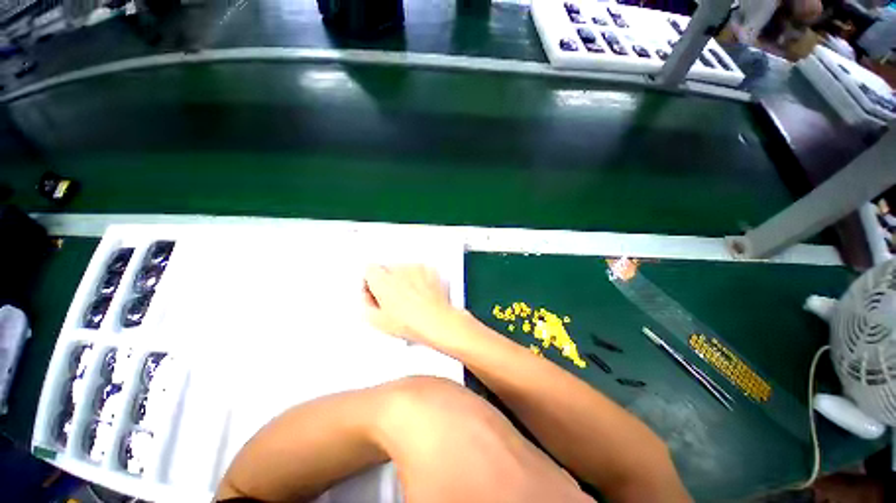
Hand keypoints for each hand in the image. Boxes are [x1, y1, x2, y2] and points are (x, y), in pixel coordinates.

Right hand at [363, 265, 456, 344]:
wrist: (436, 321)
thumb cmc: (411, 322)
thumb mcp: (377, 321)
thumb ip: (366, 304)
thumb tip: (368, 299)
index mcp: (381, 279)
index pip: (369, 270)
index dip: (370, 281)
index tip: (374, 290)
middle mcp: (398, 269)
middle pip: (387, 269)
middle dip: (388, 281)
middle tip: (393, 298)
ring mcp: (416, 268)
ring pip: (405, 269)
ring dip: (404, 279)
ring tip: (410, 298)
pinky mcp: (430, 270)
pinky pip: (420, 271)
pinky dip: (420, 279)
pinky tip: (421, 294)